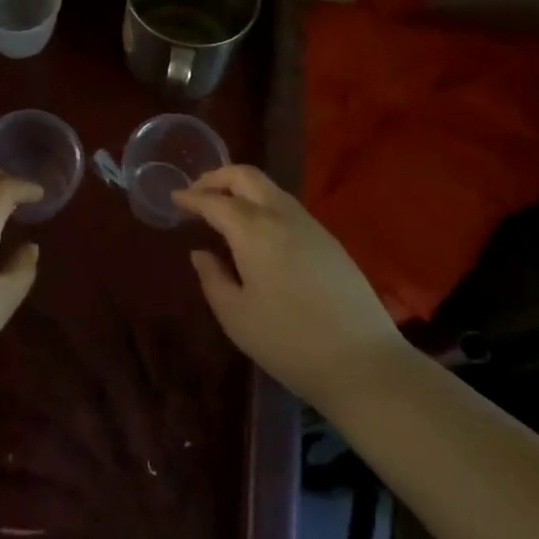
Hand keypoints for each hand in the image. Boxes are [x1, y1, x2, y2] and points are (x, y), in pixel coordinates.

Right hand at [173, 165, 405, 410]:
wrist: (364, 362)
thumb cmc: (289, 342)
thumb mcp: (236, 317)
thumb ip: (213, 278)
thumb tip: (200, 253)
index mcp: (253, 230)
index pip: (214, 201)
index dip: (190, 197)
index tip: (174, 199)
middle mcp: (281, 215)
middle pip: (246, 175)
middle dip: (217, 177)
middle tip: (197, 193)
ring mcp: (310, 224)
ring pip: (269, 188)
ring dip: (242, 189)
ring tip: (224, 210)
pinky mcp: (329, 239)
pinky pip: (287, 206)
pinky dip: (263, 204)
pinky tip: (257, 231)